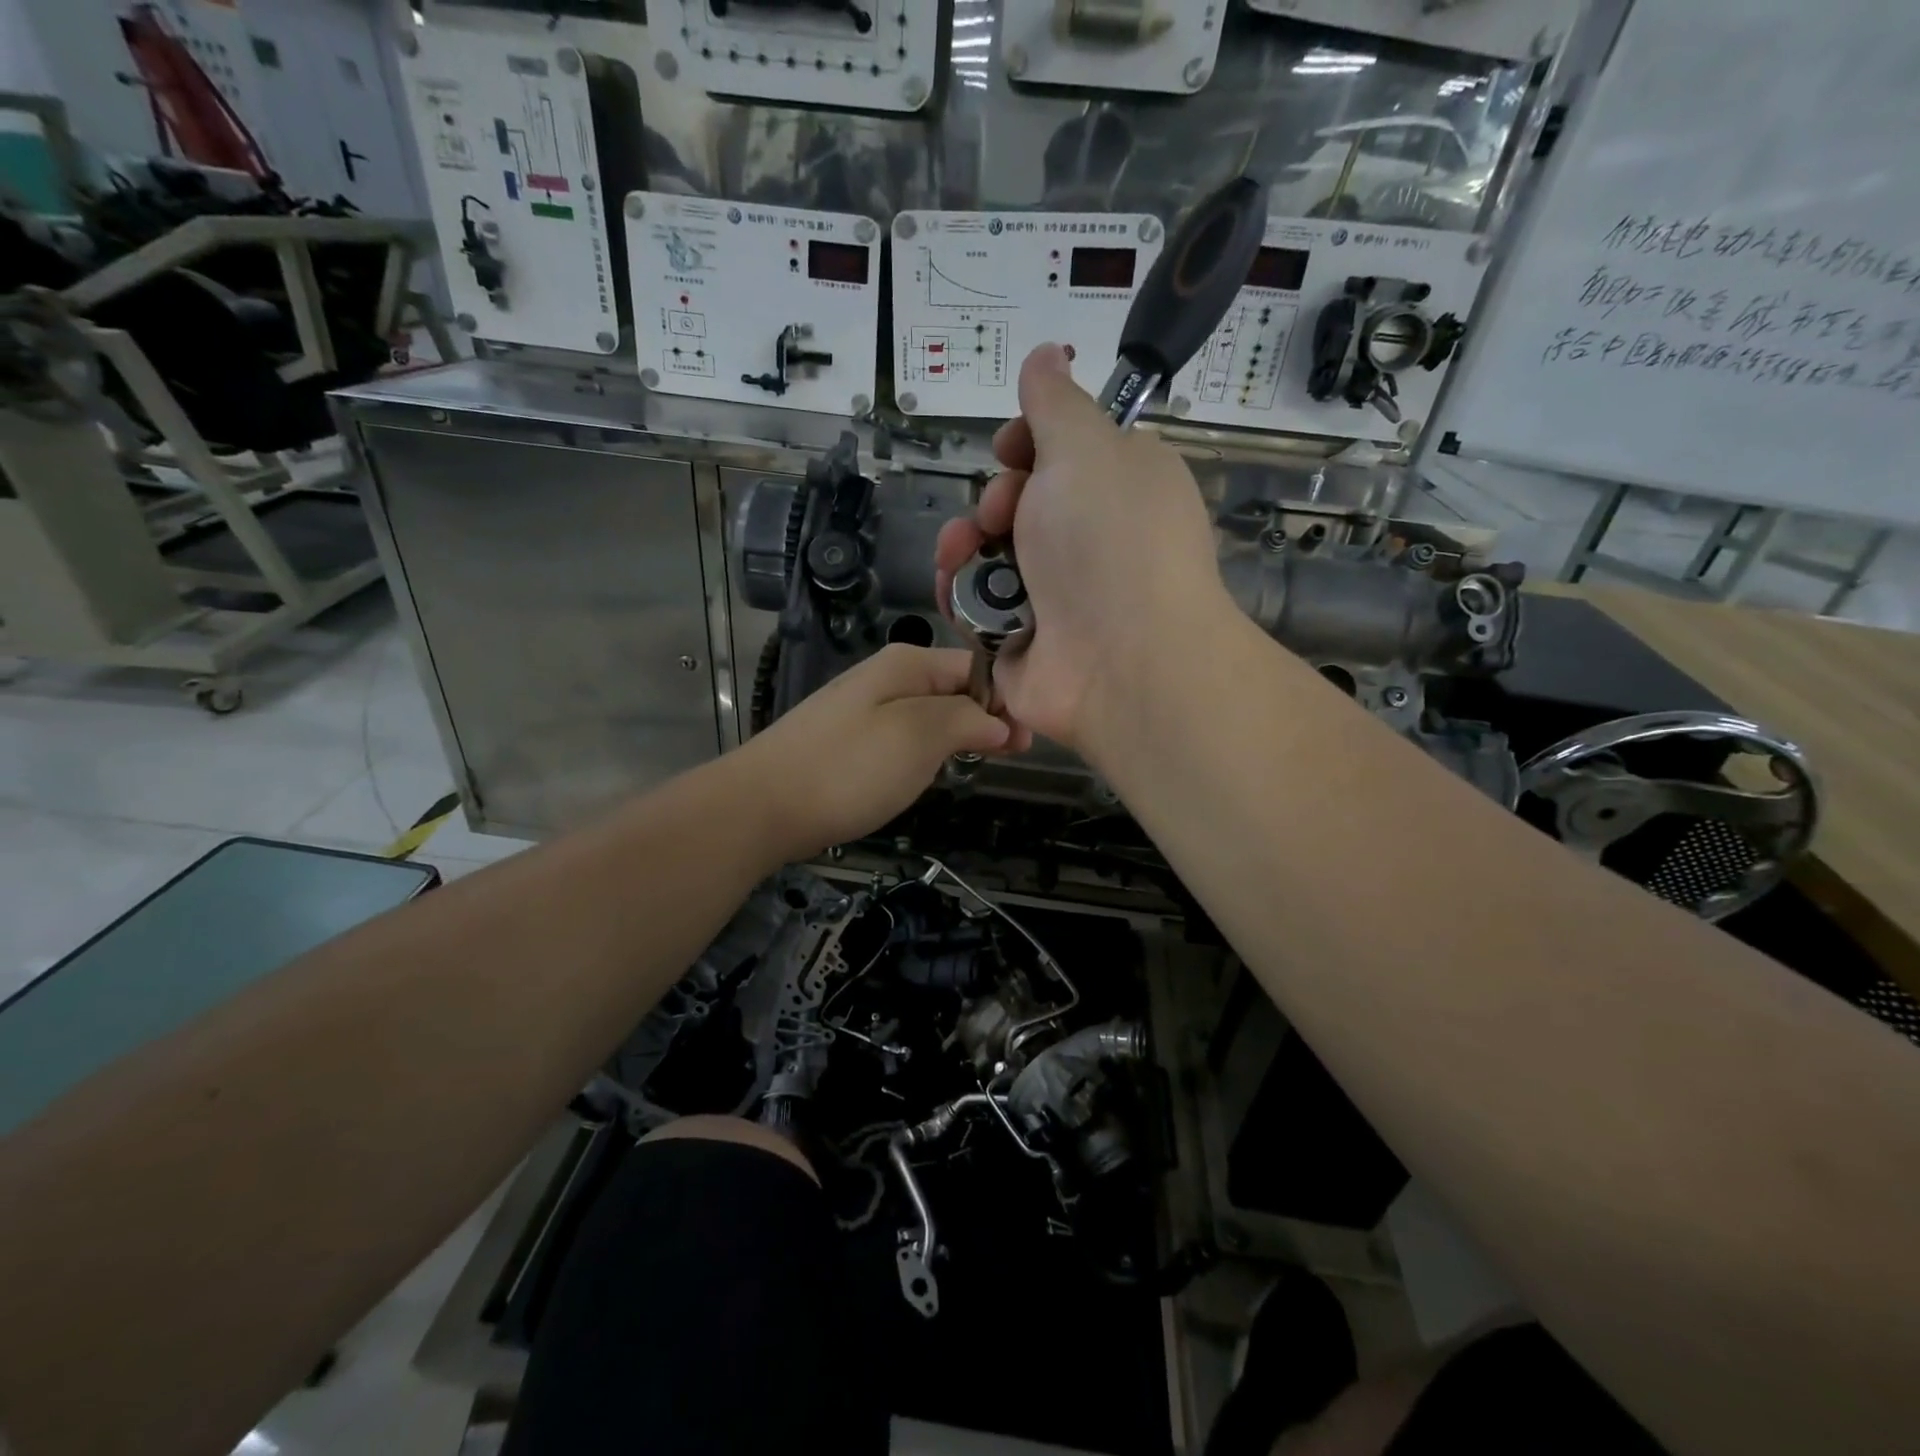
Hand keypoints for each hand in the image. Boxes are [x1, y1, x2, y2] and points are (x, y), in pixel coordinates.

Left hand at [731, 644, 1017, 856]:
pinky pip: (903, 737)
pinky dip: (926, 753)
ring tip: (980, 764)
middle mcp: (886, 677)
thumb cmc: (848, 768)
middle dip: (986, 718)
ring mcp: (864, 708)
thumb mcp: (920, 736)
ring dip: (958, 737)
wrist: (761, 806)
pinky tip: (929, 773)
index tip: (1029, 740)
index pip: (976, 667)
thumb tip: (1002, 721)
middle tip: (1014, 757)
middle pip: (954, 689)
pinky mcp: (849, 741)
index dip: (1007, 698)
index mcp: (907, 663)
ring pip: (930, 715)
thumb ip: (967, 720)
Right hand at [935, 343, 1234, 757]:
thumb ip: (1056, 402)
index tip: (1013, 449)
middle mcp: (1090, 541)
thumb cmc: (1110, 541)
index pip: (1065, 454)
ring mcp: (1056, 595)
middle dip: (996, 498)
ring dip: (964, 542)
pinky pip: (976, 603)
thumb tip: (1046, 354)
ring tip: (962, 552)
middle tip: (1002, 513)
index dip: (1028, 444)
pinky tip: (953, 587)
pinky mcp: (1021, 638)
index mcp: (1120, 488)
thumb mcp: (1087, 448)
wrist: (1120, 662)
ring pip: (989, 553)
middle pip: (1019, 502)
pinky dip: (960, 591)